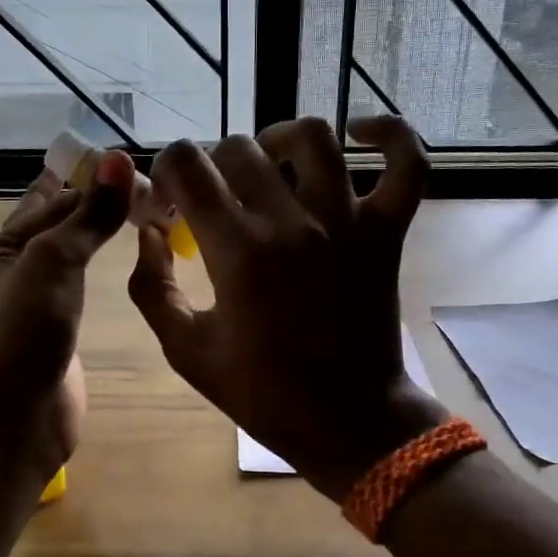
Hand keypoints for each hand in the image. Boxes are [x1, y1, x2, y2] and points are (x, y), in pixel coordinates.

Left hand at [0, 151, 134, 472]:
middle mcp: (8, 278)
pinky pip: (77, 293)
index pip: (44, 204)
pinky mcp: (54, 338)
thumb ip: (89, 215)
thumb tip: (121, 160)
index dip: (81, 183)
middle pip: (52, 231)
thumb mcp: (55, 261)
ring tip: (130, 217)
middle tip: (136, 185)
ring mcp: (31, 311)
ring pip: (65, 263)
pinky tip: (118, 269)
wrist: (17, 417)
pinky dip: (95, 276)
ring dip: (90, 240)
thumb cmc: (26, 331)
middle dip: (86, 207)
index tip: (122, 164)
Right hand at [130, 116, 447, 501]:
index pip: (186, 164)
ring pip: (313, 138)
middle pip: (240, 148)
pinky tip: (363, 134)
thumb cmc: (263, 393)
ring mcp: (346, 221)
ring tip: (269, 162)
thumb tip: (149, 233)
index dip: (167, 172)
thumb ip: (153, 287)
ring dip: (280, 139)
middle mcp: (291, 222)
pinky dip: (393, 137)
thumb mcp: (187, 351)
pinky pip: (407, 166)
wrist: (347, 422)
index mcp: (237, 251)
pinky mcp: (386, 232)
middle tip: (215, 199)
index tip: (171, 203)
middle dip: (212, 165)